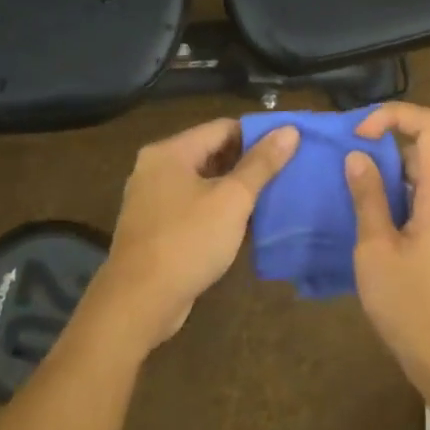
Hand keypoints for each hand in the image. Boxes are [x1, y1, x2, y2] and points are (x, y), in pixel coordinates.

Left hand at [85, 117, 298, 354]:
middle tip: (286, 173)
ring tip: (272, 196)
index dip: (258, 135)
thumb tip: (290, 130)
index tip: (290, 148)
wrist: (139, 302)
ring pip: (203, 182)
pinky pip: (192, 206)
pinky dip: (217, 209)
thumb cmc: (188, 241)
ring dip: (234, 188)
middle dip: (248, 163)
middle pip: (211, 152)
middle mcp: (155, 168)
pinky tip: (243, 223)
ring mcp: (151, 199)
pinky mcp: (154, 227)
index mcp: (170, 152)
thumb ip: (261, 164)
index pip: (222, 128)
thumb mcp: (232, 200)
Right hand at [345, 103, 429, 403]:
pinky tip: (371, 227)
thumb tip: (358, 158)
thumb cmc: (412, 307)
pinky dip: (400, 203)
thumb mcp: (376, 249)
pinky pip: (428, 206)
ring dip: (389, 180)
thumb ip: (368, 198)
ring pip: (425, 181)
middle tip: (342, 169)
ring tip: (350, 199)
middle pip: (426, 152)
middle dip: (383, 151)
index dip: (394, 116)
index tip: (358, 136)